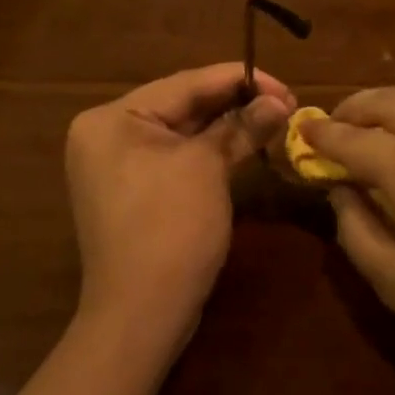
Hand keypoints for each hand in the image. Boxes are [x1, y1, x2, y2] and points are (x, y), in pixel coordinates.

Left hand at [66, 63, 294, 351]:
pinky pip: (177, 156)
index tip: (286, 86)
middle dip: (236, 103)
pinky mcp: (135, 190)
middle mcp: (108, 134)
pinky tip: (246, 144)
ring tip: (275, 119)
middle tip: (286, 103)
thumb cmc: (170, 229)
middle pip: (183, 104)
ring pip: (183, 131)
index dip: (241, 79)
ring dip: (228, 125)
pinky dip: (211, 150)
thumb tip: (279, 102)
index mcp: (113, 118)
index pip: (186, 83)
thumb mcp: (208, 168)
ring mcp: (118, 165)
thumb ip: (241, 126)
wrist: (141, 315)